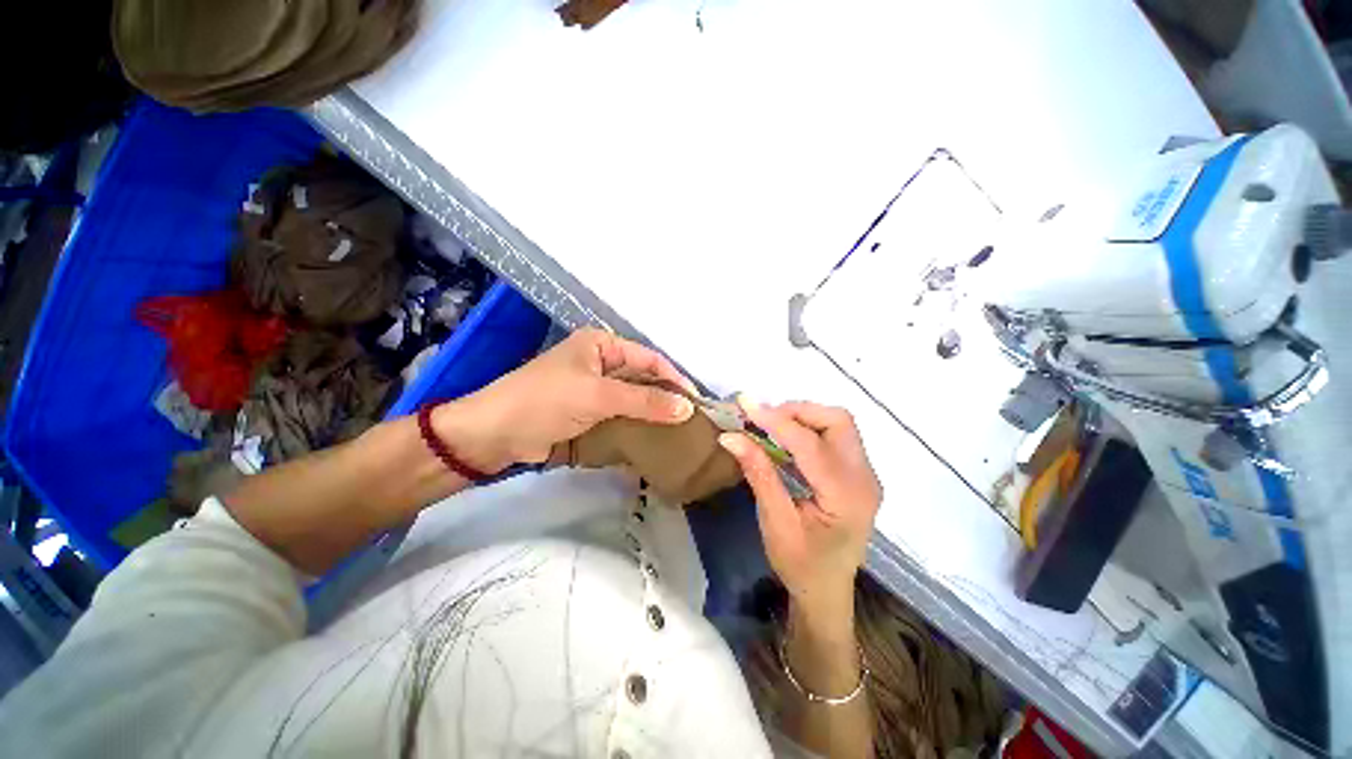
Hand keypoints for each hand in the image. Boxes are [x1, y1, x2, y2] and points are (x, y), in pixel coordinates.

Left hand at [434, 328, 695, 471]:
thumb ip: (644, 402)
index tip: (695, 402)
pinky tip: (652, 438)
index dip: (674, 378)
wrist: (494, 435)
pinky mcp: (586, 412)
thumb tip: (687, 408)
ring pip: (631, 399)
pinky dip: (634, 425)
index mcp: (601, 346)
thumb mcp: (598, 397)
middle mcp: (599, 362)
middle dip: (664, 397)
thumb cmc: (546, 401)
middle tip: (690, 420)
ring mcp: (592, 389)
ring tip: (678, 431)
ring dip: (651, 413)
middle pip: (641, 378)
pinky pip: (619, 415)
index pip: (648, 359)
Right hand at [719, 401, 881, 615]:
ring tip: (770, 426)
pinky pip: (836, 436)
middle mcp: (865, 479)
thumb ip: (758, 473)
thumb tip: (730, 436)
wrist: (827, 592)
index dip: (776, 420)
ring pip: (838, 424)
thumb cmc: (800, 565)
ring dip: (803, 417)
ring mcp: (866, 475)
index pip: (810, 443)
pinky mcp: (859, 474)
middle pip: (837, 421)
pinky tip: (786, 439)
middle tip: (762, 419)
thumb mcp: (775, 521)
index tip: (745, 405)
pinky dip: (809, 429)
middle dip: (797, 411)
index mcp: (846, 496)